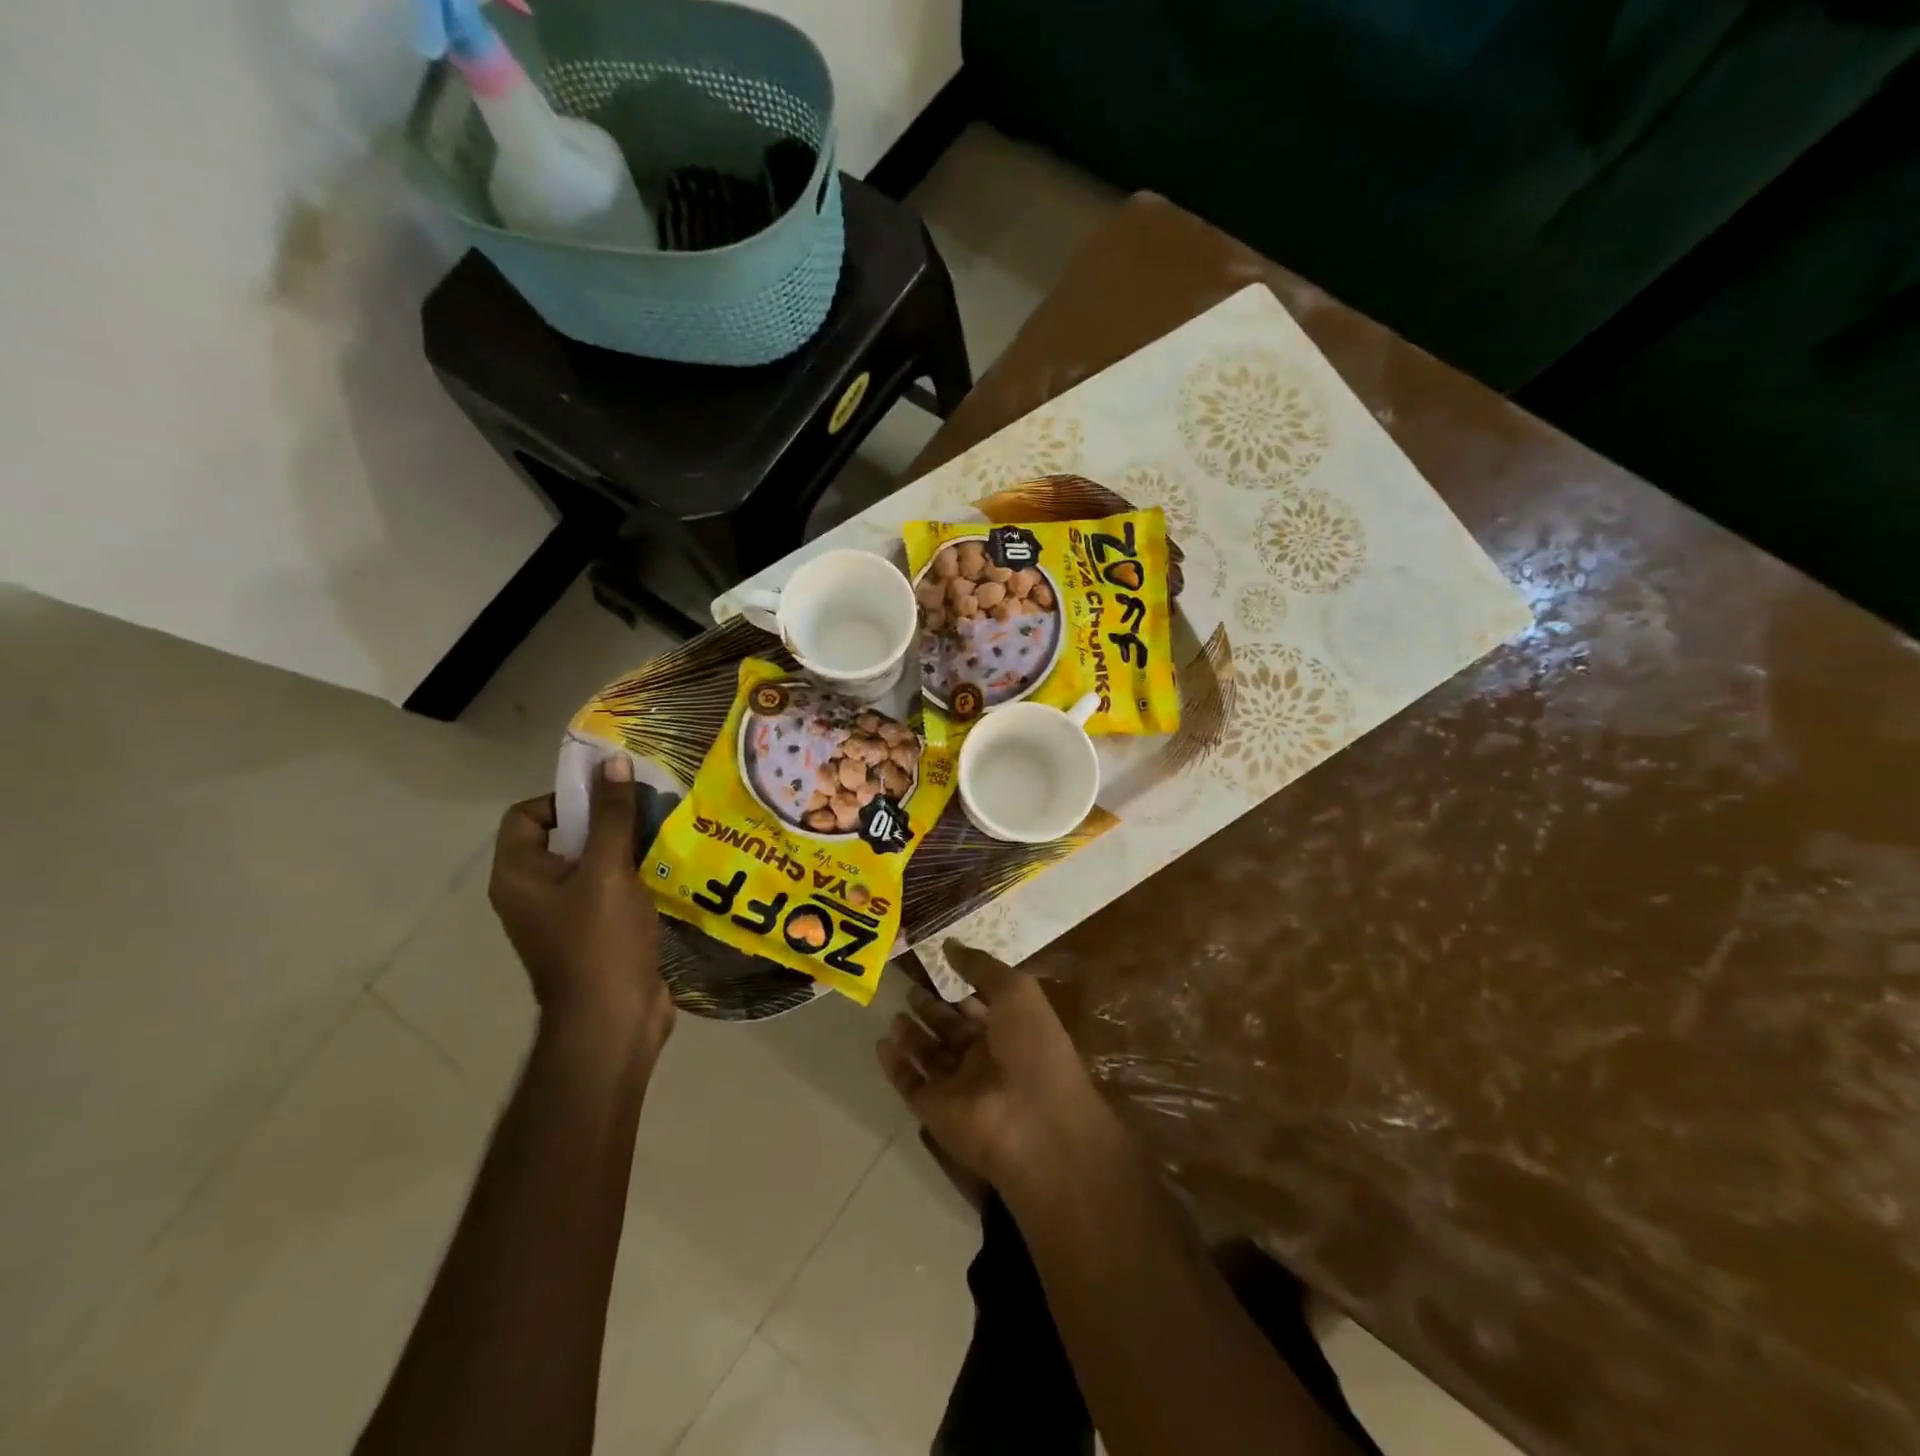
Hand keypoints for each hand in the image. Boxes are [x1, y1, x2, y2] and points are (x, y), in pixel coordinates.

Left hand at [488, 757, 670, 1055]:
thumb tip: (613, 761)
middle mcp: (533, 893)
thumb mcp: (607, 870)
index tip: (608, 799)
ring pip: (591, 863)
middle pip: (562, 836)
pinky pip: (609, 889)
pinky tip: (665, 871)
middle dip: (604, 820)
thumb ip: (611, 816)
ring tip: (662, 835)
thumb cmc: (600, 941)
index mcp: (519, 876)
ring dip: (624, 847)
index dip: (564, 798)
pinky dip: (633, 876)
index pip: (526, 815)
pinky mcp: (594, 933)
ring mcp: (563, 916)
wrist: (612, 1020)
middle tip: (645, 810)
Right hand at [878, 942, 1117, 1191]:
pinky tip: (882, 1044)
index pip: (979, 1005)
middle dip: (931, 1010)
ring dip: (912, 1036)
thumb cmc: (1033, 1048)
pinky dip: (896, 1066)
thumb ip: (981, 967)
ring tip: (893, 1013)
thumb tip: (949, 944)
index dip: (960, 986)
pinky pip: (911, 1084)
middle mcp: (985, 1058)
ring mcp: (960, 1087)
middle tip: (907, 988)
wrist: (1033, 1124)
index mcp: (1011, 1030)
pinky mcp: (935, 1111)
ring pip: (930, 1056)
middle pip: (952, 1030)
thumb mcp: (1016, 992)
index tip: (935, 966)